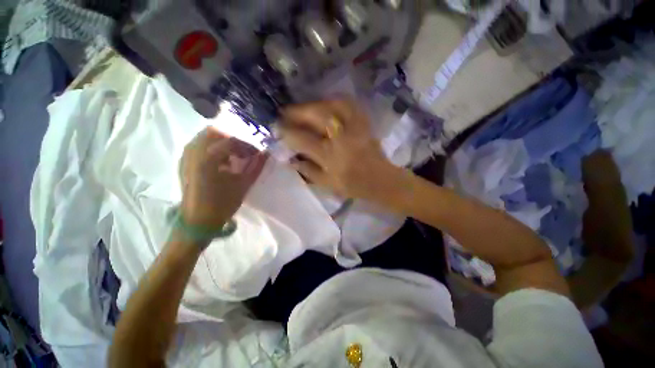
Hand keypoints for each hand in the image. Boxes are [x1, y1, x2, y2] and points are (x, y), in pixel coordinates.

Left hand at [179, 127, 266, 227]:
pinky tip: (220, 162)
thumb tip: (266, 154)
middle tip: (243, 153)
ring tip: (232, 157)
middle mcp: (193, 152)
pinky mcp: (183, 163)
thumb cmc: (222, 204)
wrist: (197, 222)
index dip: (247, 146)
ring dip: (221, 143)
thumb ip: (256, 166)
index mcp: (208, 158)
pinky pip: (197, 146)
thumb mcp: (243, 185)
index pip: (231, 141)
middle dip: (232, 140)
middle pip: (213, 132)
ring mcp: (185, 156)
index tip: (257, 155)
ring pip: (203, 138)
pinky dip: (211, 148)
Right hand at [279, 99, 397, 200]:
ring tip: (304, 108)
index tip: (277, 128)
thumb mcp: (327, 184)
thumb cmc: (353, 186)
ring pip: (333, 105)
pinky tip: (326, 104)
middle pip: (317, 116)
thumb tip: (291, 158)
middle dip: (297, 111)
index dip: (287, 132)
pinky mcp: (364, 123)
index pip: (303, 140)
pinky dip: (334, 101)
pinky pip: (349, 104)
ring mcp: (355, 127)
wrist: (380, 180)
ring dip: (315, 103)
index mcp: (331, 157)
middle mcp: (342, 138)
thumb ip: (307, 170)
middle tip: (286, 112)